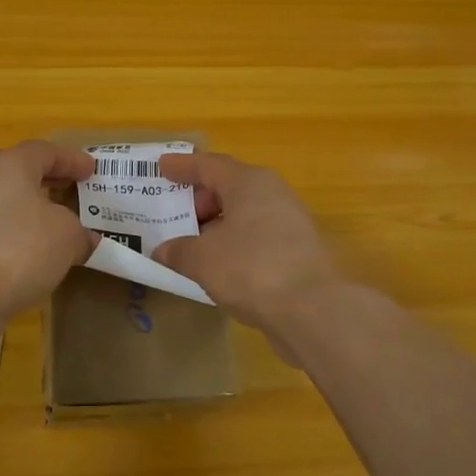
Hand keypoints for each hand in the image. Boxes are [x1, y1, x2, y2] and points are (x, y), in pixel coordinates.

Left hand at [0, 141, 98, 330]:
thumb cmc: (19, 248)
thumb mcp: (67, 236)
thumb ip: (80, 233)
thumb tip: (84, 239)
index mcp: (11, 164)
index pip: (46, 151)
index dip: (72, 160)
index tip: (92, 170)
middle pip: (23, 174)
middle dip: (51, 182)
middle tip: (75, 191)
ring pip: (10, 204)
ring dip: (35, 212)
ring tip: (61, 228)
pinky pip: (0, 231)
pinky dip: (20, 237)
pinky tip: (37, 257)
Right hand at [152, 152, 341, 354]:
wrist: (314, 310)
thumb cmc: (251, 268)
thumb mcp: (202, 259)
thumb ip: (178, 251)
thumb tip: (163, 251)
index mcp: (248, 182)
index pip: (209, 165)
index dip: (182, 166)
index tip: (161, 166)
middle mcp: (272, 193)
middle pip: (229, 186)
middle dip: (200, 199)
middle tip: (175, 216)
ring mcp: (290, 221)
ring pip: (245, 213)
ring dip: (218, 224)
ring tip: (193, 243)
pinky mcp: (299, 251)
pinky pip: (256, 236)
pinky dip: (235, 243)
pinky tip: (220, 265)